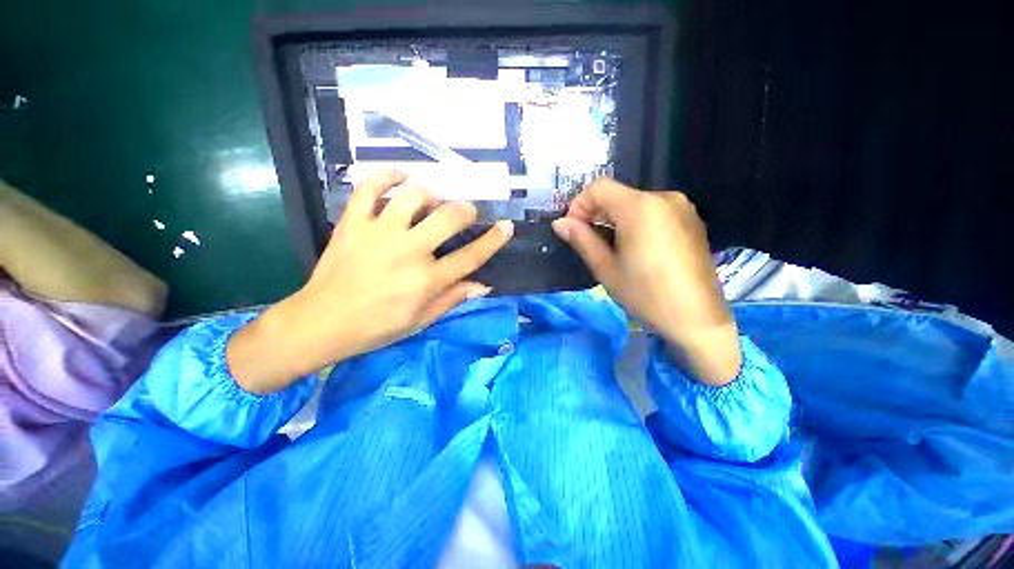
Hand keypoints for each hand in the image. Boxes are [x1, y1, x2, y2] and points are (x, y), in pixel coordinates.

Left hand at [227, 171, 513, 392]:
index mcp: (426, 280)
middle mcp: (408, 251)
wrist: (322, 322)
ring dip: (432, 194)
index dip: (493, 240)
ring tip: (434, 200)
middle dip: (465, 210)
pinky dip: (387, 176)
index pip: (470, 256)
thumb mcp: (421, 320)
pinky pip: (370, 187)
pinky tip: (401, 177)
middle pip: (448, 218)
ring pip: (414, 195)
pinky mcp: (353, 223)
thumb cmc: (377, 326)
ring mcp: (378, 233)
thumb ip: (453, 298)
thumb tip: (483, 285)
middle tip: (466, 212)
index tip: (507, 226)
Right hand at [552, 178, 739, 385]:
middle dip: (596, 213)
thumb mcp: (606, 268)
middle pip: (618, 194)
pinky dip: (635, 222)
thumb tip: (560, 223)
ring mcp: (681, 207)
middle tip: (587, 241)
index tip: (573, 229)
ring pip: (635, 203)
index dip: (579, 205)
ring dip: (615, 218)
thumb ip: (582, 240)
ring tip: (611, 247)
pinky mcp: (691, 220)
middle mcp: (663, 197)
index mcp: (640, 207)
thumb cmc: (645, 294)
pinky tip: (635, 247)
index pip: (599, 188)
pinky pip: (653, 211)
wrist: (697, 318)